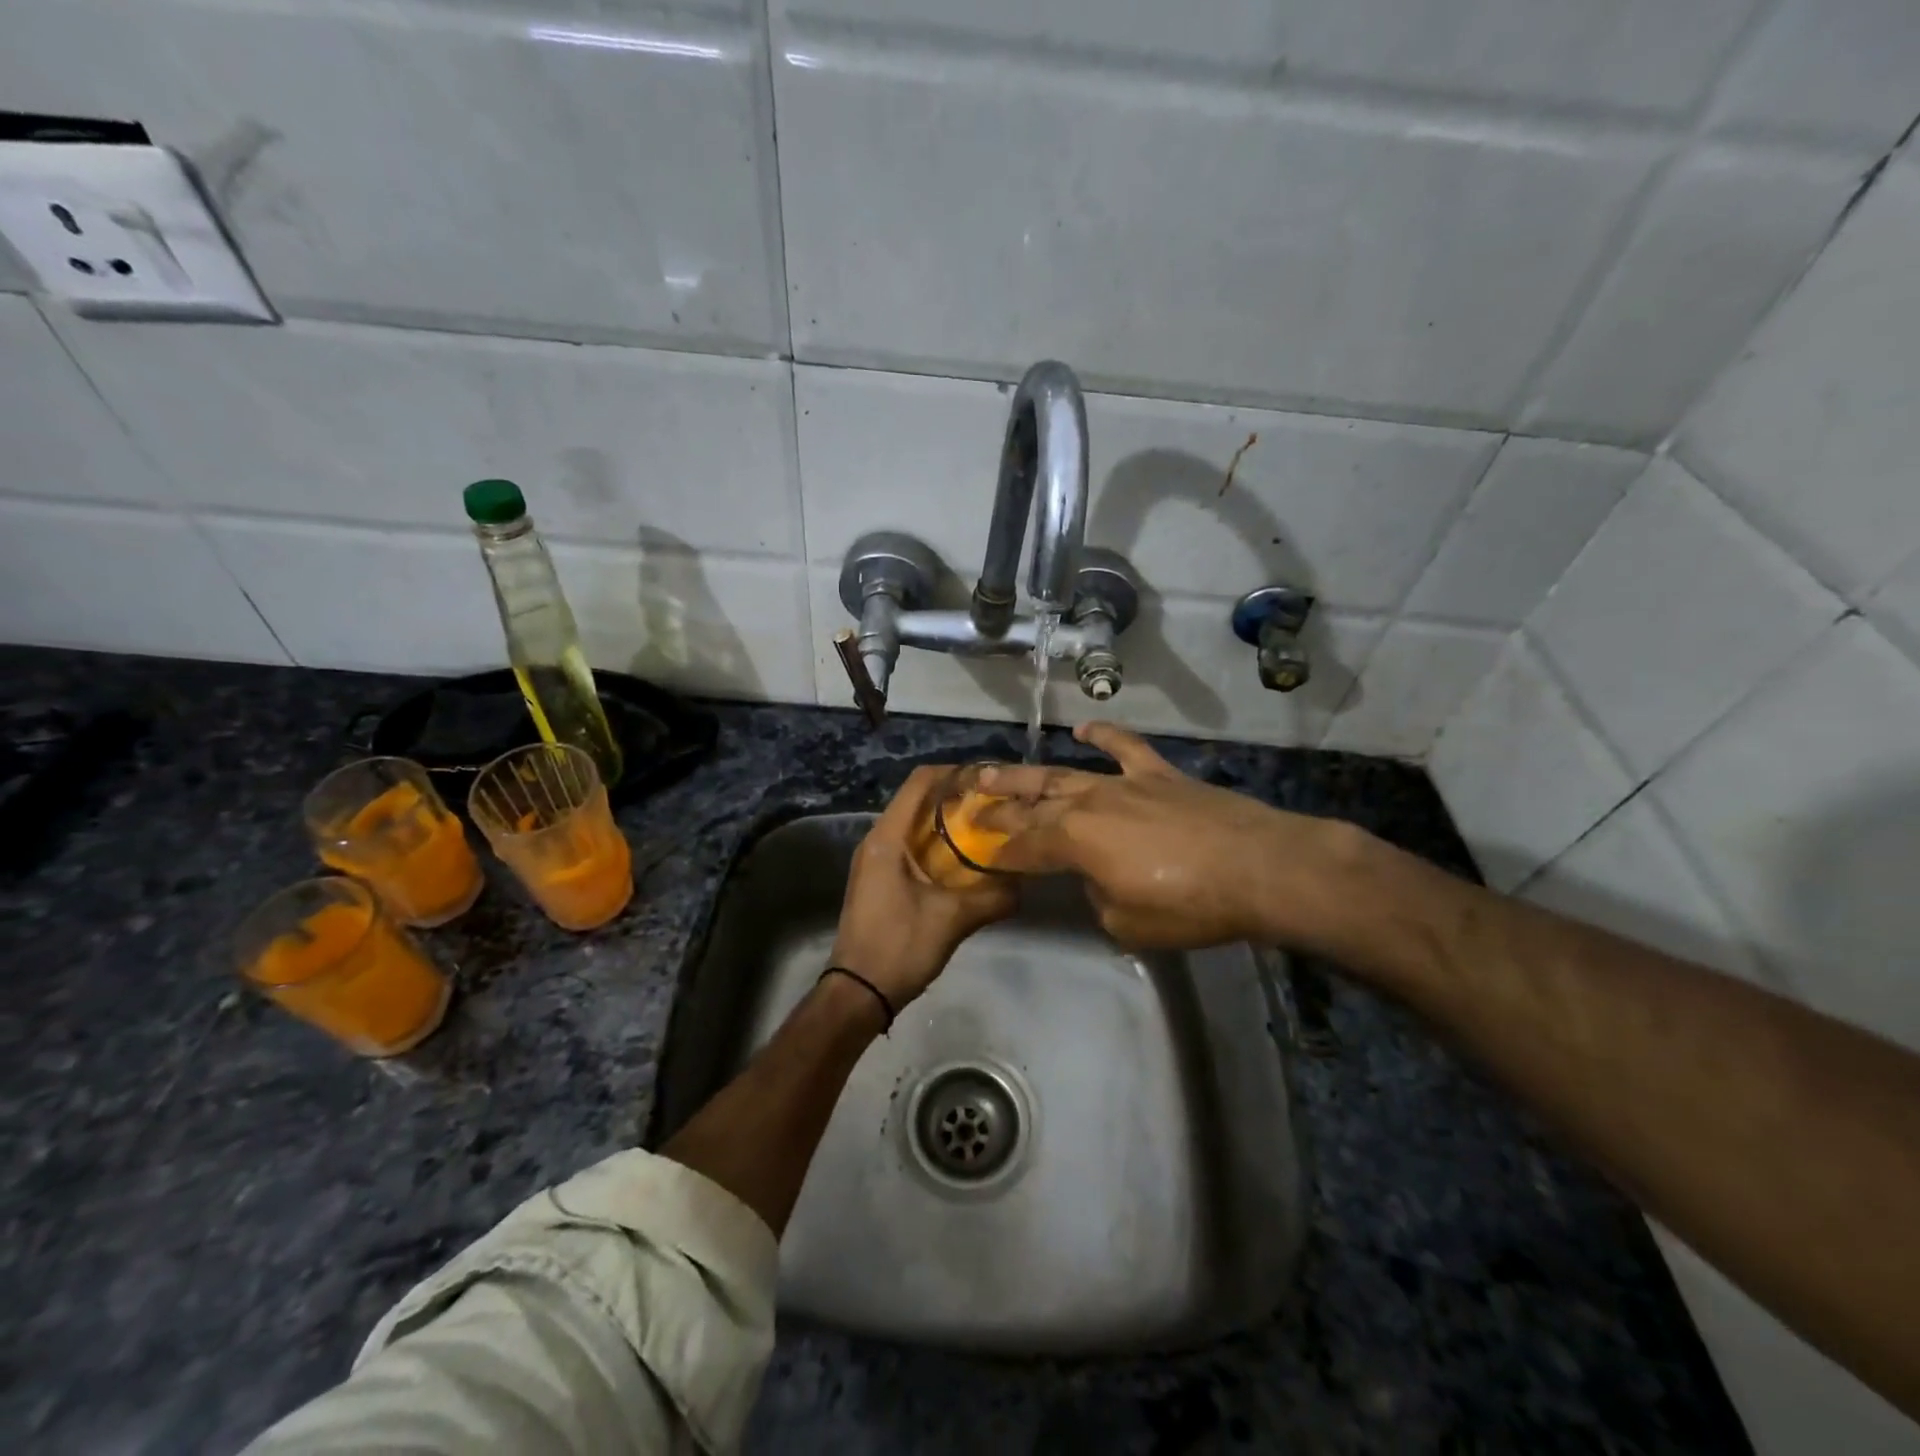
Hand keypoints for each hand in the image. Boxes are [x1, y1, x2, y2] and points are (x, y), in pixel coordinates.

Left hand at [829, 766, 1017, 1009]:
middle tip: (995, 804)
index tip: (989, 778)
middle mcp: (877, 840)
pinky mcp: (879, 878)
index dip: (954, 772)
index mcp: (887, 838)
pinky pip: (910, 846)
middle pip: (918, 800)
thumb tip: (1026, 883)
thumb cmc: (899, 947)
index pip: (919, 783)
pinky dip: (937, 844)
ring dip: (947, 822)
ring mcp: (875, 860)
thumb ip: (992, 898)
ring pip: (914, 824)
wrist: (857, 993)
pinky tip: (965, 860)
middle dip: (956, 797)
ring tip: (986, 828)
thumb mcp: (952, 920)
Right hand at [977, 722, 1365, 950]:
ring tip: (995, 770)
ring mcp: (1124, 783)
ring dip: (1029, 774)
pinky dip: (1104, 734)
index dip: (995, 848)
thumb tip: (1098, 882)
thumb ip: (1099, 899)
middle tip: (969, 802)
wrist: (1259, 868)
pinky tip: (1083, 727)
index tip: (972, 847)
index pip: (1022, 845)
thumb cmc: (1189, 905)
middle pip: (1033, 804)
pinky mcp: (1159, 774)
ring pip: (1065, 774)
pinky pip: (1125, 747)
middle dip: (998, 806)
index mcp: (1073, 841)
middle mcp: (1088, 803)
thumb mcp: (1128, 923)